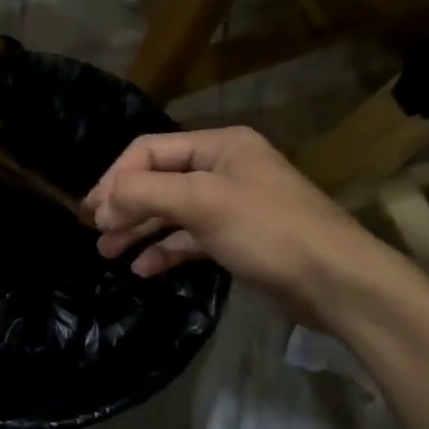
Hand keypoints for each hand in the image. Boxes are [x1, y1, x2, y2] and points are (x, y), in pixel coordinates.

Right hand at [83, 125, 393, 327]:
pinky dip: (165, 250)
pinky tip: (143, 268)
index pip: (151, 150)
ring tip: (108, 252)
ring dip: (139, 229)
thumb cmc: (269, 230)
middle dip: (125, 205)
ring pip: (172, 211)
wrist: (337, 283)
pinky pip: (190, 238)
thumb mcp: (203, 203)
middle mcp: (224, 169)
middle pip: (159, 180)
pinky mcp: (237, 239)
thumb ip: (146, 194)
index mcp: (220, 146)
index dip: (116, 177)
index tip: (92, 211)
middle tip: (94, 233)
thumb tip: (102, 204)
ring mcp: (231, 205)